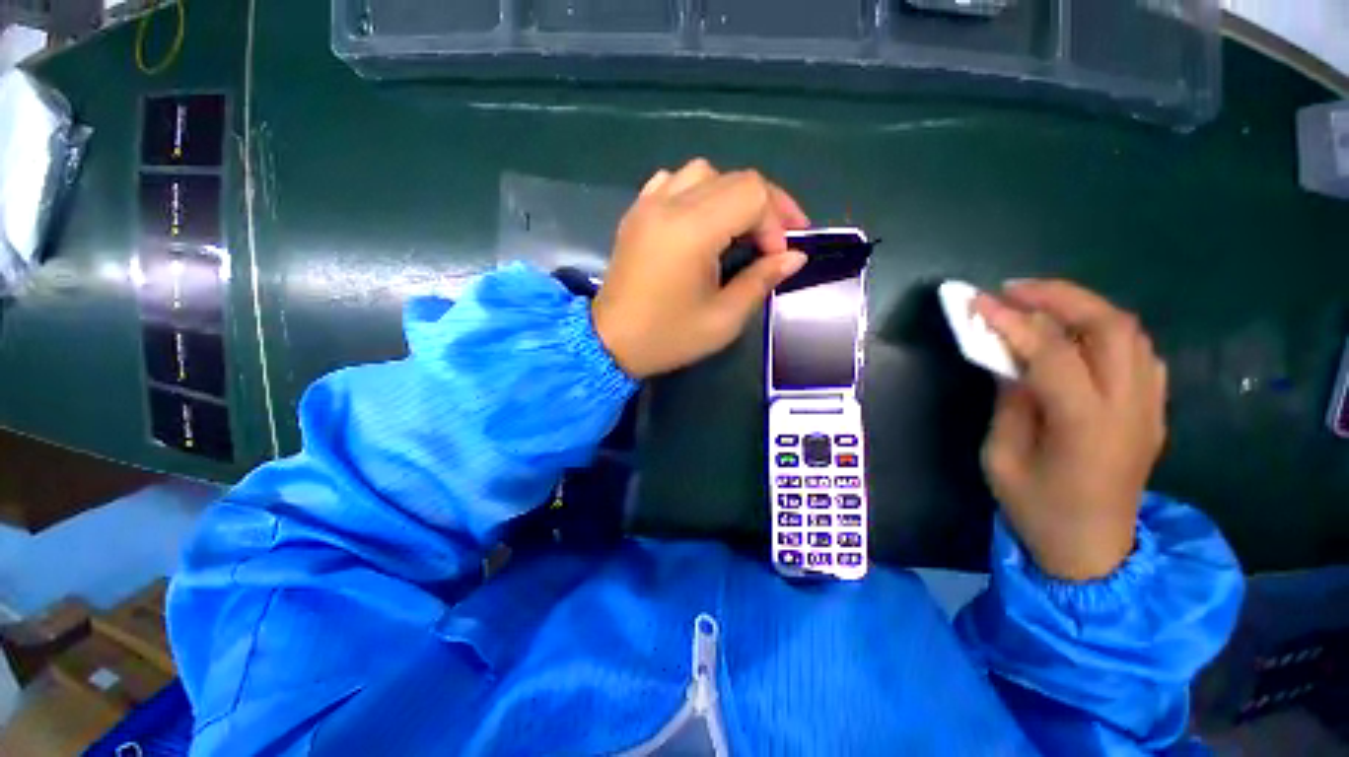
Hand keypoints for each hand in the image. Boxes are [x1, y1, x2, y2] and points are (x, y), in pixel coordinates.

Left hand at [592, 159, 809, 377]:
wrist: (610, 343)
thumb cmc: (668, 337)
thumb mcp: (723, 319)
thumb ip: (761, 281)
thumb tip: (794, 256)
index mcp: (692, 231)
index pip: (752, 194)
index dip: (776, 220)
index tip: (777, 257)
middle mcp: (669, 205)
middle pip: (734, 178)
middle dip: (765, 206)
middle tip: (775, 240)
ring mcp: (648, 204)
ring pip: (703, 173)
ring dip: (731, 196)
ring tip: (740, 229)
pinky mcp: (636, 213)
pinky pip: (672, 182)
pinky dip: (698, 193)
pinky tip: (702, 221)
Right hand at [974, 280, 1167, 581]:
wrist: (1093, 550)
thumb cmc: (1037, 509)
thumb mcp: (1003, 457)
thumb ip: (1010, 402)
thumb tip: (1008, 358)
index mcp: (1085, 425)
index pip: (1052, 353)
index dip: (1012, 321)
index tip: (978, 301)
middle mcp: (1129, 407)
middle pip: (1110, 327)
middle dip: (1060, 297)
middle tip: (1014, 290)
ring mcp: (1150, 407)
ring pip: (1130, 332)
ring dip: (1084, 307)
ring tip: (1040, 304)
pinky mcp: (1153, 410)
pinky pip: (1139, 352)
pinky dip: (1106, 331)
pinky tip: (1076, 336)